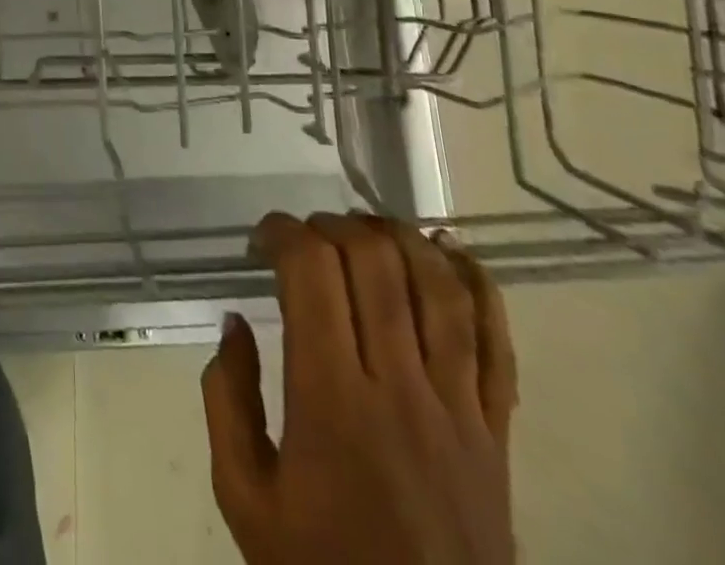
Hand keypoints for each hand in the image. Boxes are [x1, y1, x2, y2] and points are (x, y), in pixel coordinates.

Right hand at [202, 214, 516, 564]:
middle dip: (331, 226)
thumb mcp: (244, 498)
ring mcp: (458, 410)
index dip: (283, 233)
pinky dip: (477, 284)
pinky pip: (497, 342)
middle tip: (304, 239)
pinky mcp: (498, 433)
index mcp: (331, 401)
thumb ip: (226, 399)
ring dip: (398, 238)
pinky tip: (448, 251)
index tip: (260, 241)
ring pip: (439, 288)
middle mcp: (399, 390)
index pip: (311, 273)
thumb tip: (235, 322)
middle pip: (374, 263)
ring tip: (364, 230)